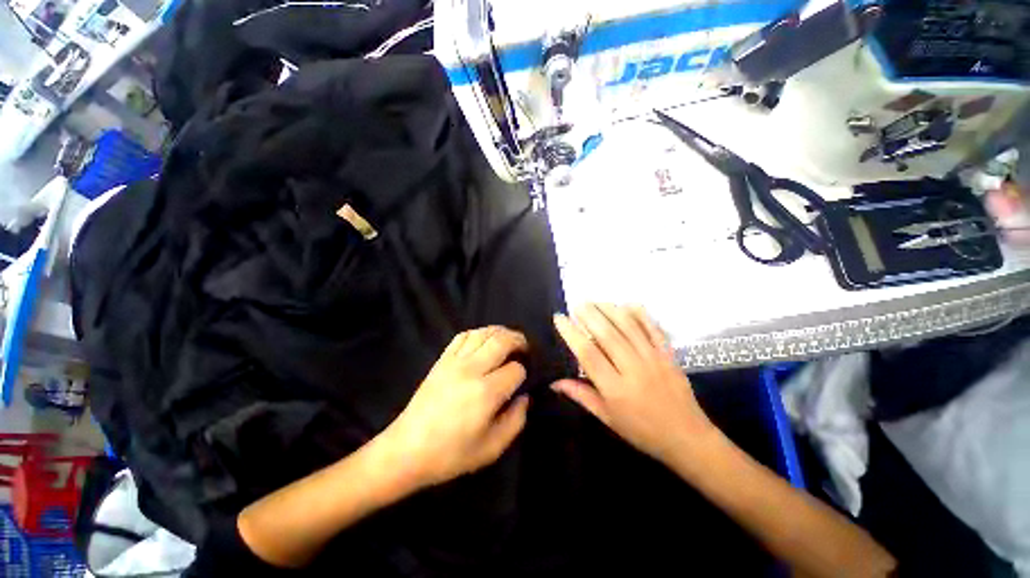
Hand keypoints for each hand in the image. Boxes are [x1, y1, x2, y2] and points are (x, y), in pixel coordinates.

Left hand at [383, 326, 529, 487]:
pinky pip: (463, 335)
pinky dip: (478, 333)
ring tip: (509, 340)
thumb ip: (516, 421)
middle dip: (519, 341)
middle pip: (502, 341)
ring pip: (484, 333)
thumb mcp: (492, 448)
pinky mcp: (442, 359)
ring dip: (501, 333)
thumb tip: (525, 397)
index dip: (523, 374)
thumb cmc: (451, 454)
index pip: (515, 370)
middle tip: (525, 349)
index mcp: (486, 393)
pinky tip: (484, 341)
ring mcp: (455, 361)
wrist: (407, 449)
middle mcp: (472, 370)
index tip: (521, 382)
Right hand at [552, 304, 715, 462]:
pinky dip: (640, 313)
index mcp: (615, 389)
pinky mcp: (668, 354)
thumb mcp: (607, 418)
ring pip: (628, 326)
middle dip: (589, 314)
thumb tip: (554, 382)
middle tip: (576, 304)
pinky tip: (627, 304)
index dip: (571, 333)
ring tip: (595, 301)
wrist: (687, 438)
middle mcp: (633, 369)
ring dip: (609, 309)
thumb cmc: (642, 431)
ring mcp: (653, 359)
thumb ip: (581, 395)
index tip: (559, 318)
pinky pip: (653, 328)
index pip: (588, 353)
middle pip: (607, 334)